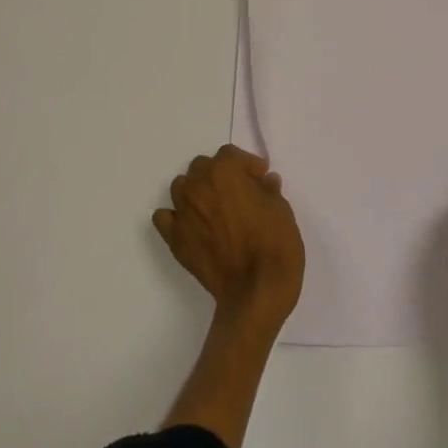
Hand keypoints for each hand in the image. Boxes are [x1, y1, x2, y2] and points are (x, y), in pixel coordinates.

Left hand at [154, 145, 303, 329]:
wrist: (255, 293)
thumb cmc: (274, 245)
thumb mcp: (282, 209)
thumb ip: (268, 190)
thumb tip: (264, 182)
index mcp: (224, 171)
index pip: (230, 155)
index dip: (247, 165)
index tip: (260, 178)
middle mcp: (198, 185)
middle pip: (202, 167)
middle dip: (220, 175)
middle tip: (238, 193)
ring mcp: (183, 213)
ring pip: (182, 187)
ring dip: (196, 191)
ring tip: (214, 208)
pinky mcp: (175, 240)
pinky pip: (165, 218)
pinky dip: (175, 217)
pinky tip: (192, 226)